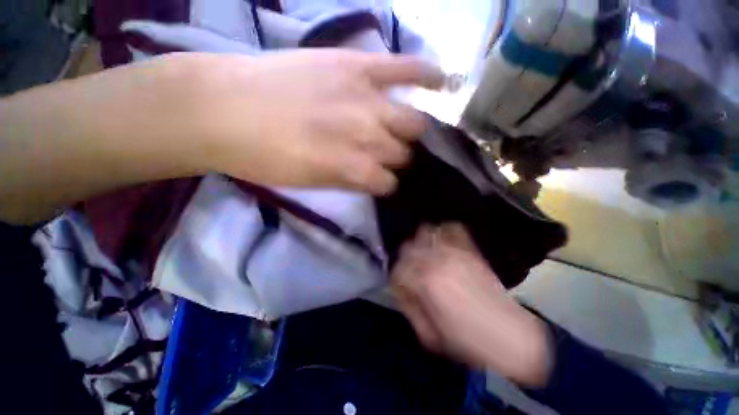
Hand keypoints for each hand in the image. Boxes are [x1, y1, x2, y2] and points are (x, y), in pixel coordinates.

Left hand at [0, 50, 440, 222]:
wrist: (222, 107)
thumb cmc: (262, 156)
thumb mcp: (308, 182)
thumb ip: (347, 181)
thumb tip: (373, 180)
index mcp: (352, 168)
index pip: (388, 183)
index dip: (387, 185)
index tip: (385, 183)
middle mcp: (367, 135)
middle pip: (403, 154)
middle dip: (400, 160)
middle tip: (394, 159)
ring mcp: (365, 97)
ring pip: (412, 123)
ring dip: (414, 134)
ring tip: (415, 136)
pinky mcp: (356, 66)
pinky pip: (403, 68)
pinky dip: (426, 75)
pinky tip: (442, 82)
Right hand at [391, 224, 553, 387]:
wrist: (511, 336)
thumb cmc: (468, 341)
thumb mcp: (430, 335)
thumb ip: (410, 307)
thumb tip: (403, 289)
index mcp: (425, 282)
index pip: (397, 270)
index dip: (396, 280)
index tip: (402, 289)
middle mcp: (436, 260)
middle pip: (407, 247)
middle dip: (404, 259)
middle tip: (410, 272)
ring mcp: (455, 251)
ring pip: (426, 232)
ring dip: (420, 242)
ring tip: (424, 254)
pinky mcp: (470, 250)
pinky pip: (453, 229)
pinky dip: (444, 230)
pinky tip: (442, 241)